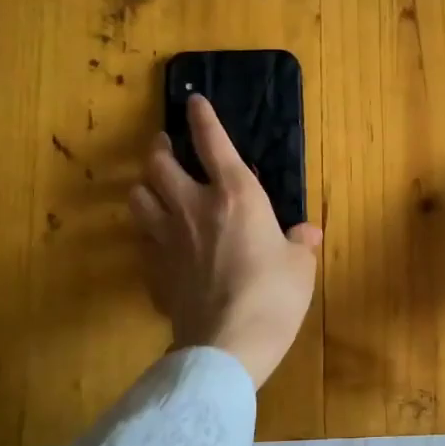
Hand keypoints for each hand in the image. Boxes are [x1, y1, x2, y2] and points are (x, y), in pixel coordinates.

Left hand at [129, 95, 322, 388]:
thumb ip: (300, 243)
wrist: (226, 344)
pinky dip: (147, 229)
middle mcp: (193, 206)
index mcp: (235, 195)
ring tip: (155, 185)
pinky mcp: (152, 268)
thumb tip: (306, 233)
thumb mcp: (300, 266)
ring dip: (145, 184)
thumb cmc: (272, 296)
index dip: (203, 117)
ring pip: (138, 196)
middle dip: (161, 148)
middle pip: (159, 163)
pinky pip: (141, 237)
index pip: (213, 142)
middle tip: (167, 145)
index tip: (194, 101)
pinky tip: (157, 237)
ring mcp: (166, 238)